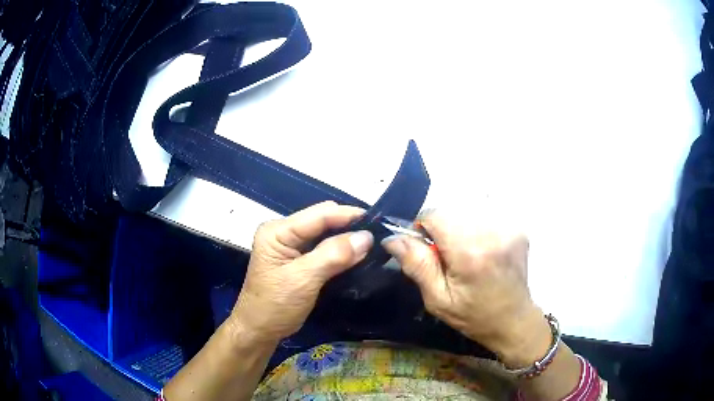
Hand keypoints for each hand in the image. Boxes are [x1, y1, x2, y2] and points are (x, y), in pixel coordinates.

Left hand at [231, 201, 373, 341]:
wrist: (259, 331)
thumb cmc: (275, 306)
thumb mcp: (303, 280)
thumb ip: (333, 255)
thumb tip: (366, 236)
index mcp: (277, 231)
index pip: (318, 215)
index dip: (348, 215)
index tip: (377, 222)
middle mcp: (284, 232)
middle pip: (322, 220)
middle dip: (349, 225)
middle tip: (377, 235)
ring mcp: (290, 246)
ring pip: (325, 233)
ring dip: (347, 238)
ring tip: (372, 243)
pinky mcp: (298, 259)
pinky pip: (323, 248)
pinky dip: (340, 250)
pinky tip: (356, 254)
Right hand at [382, 210, 551, 366]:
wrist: (514, 319)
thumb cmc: (473, 315)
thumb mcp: (438, 299)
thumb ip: (416, 265)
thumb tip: (393, 238)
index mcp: (470, 253)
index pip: (435, 214)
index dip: (423, 228)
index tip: (427, 249)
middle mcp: (492, 233)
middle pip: (451, 211)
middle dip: (442, 229)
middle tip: (447, 257)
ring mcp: (508, 228)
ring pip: (467, 212)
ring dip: (460, 229)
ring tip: (466, 257)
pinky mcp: (517, 228)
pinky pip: (485, 217)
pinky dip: (476, 230)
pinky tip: (483, 252)